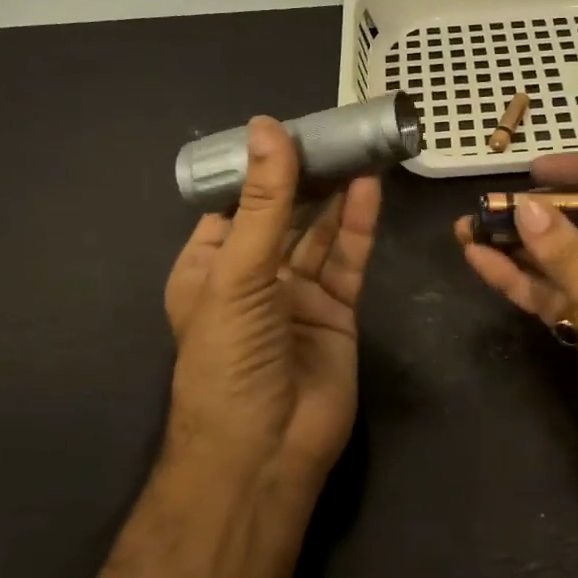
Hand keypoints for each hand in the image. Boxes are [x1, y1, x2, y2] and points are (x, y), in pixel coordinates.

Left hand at [165, 117, 382, 491]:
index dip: (258, 168)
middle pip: (283, 214)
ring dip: (337, 195)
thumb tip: (267, 127)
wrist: (265, 451)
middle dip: (305, 176)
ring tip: (357, 148)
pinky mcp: (336, 312)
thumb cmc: (230, 358)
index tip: (286, 127)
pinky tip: (369, 189)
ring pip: (320, 234)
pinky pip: (348, 261)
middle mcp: (252, 276)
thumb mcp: (238, 274)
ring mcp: (296, 295)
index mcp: (208, 266)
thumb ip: (264, 202)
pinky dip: (359, 227)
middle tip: (334, 130)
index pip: (234, 204)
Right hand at [456, 154, 577, 525]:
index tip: (532, 170)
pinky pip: (558, 294)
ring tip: (468, 227)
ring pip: (567, 258)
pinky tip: (481, 262)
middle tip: (489, 202)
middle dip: (540, 211)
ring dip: (521, 245)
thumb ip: (569, 256)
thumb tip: (523, 207)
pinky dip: (523, 281)